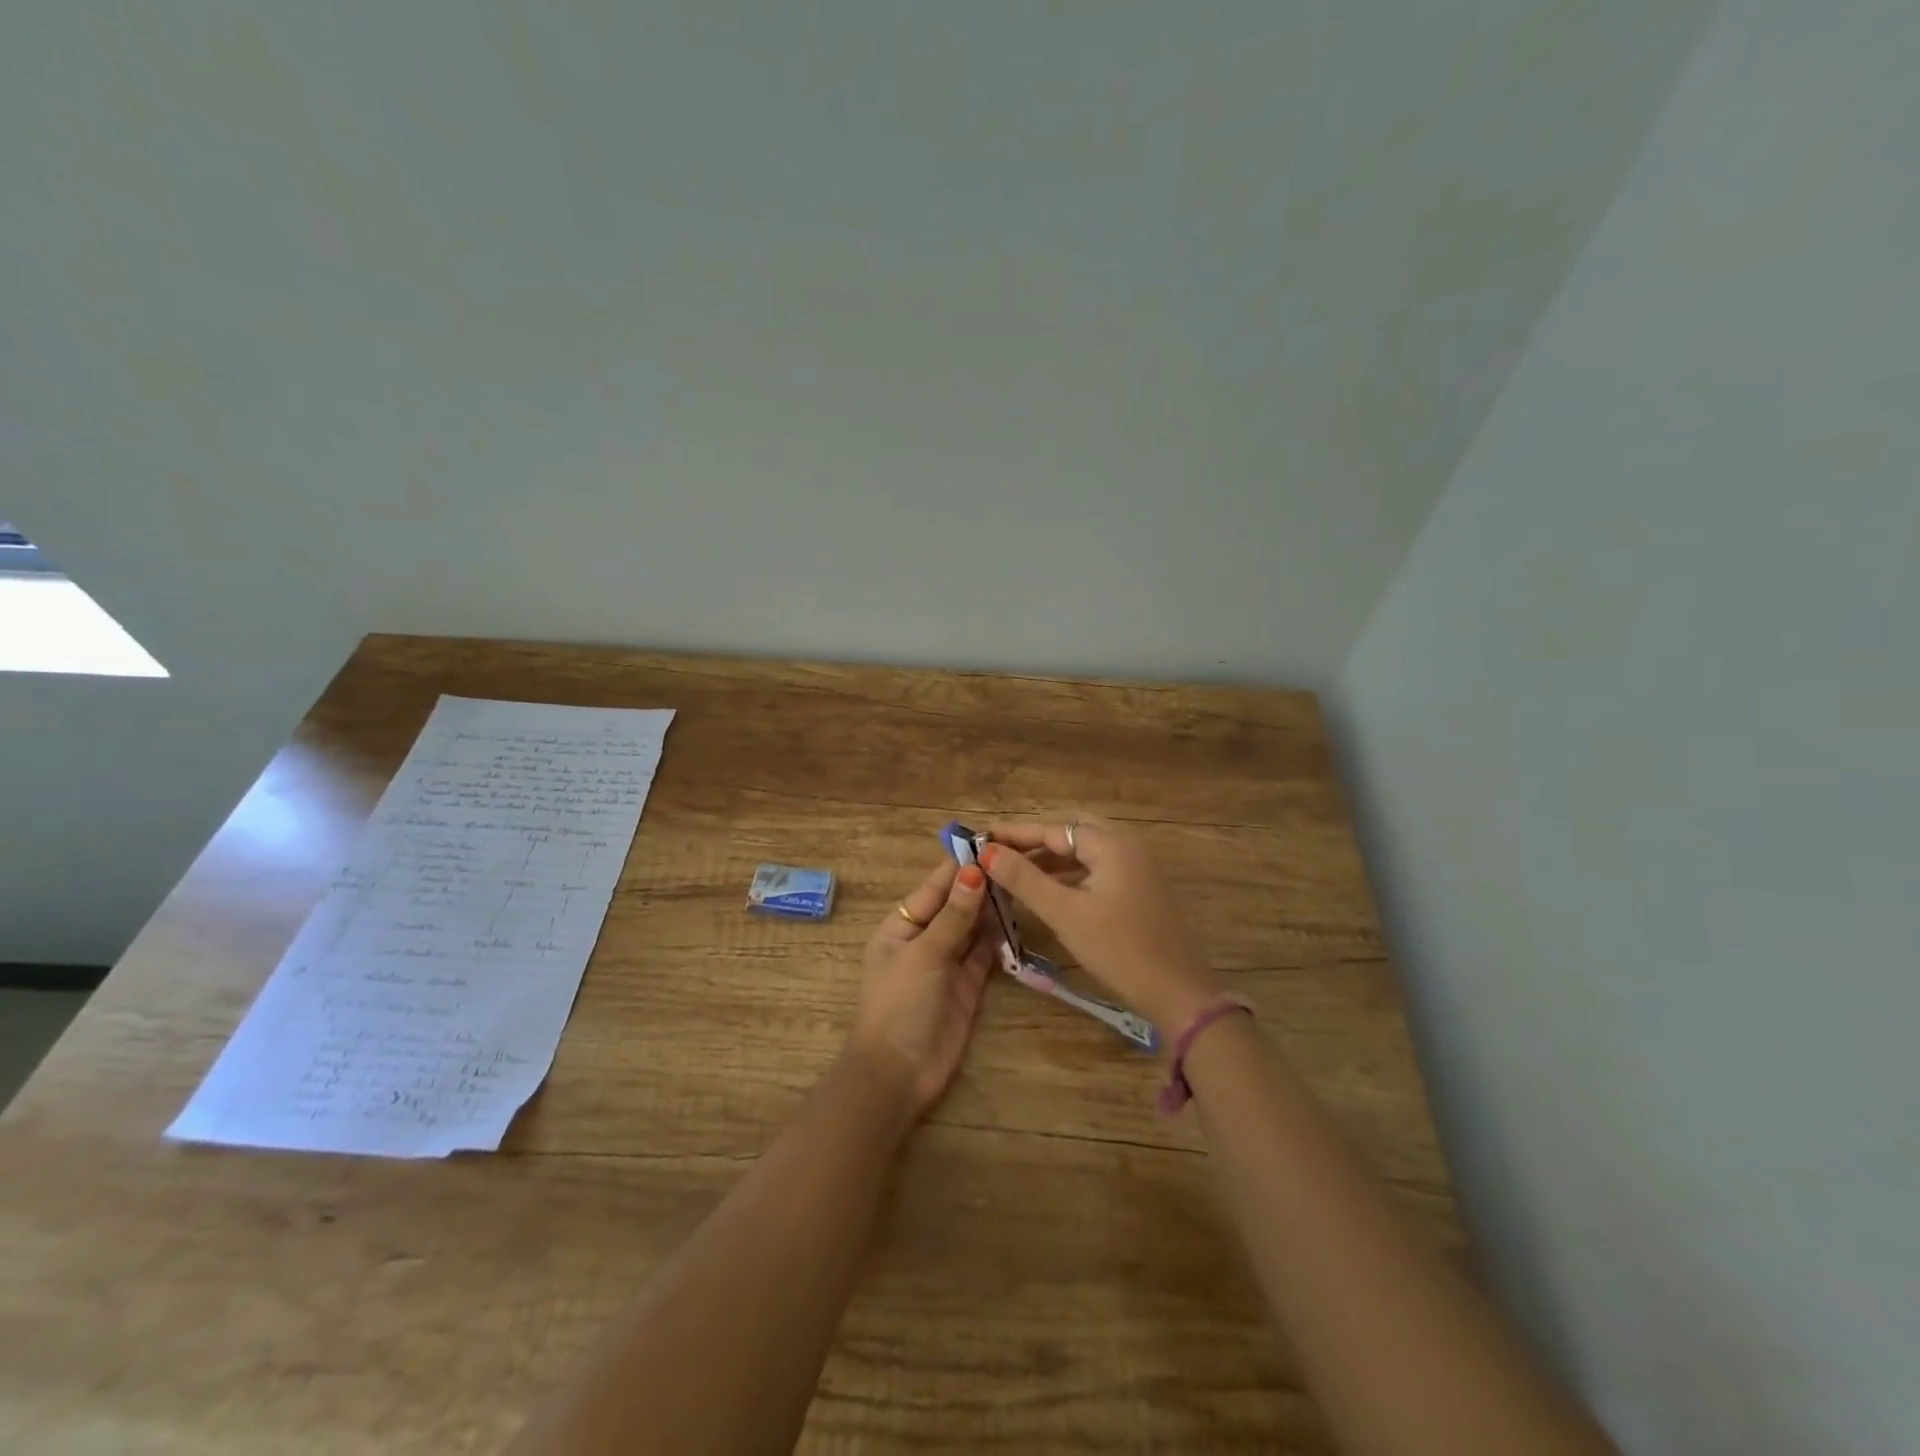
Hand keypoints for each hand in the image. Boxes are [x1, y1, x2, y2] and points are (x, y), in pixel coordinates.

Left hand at [846, 858, 994, 1117]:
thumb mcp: (925, 953)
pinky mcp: (969, 983)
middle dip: (983, 884)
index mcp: (902, 924)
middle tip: (1020, 859)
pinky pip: (986, 951)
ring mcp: (948, 961)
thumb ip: (953, 914)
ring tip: (1025, 881)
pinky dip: (1000, 936)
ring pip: (974, 925)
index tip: (992, 841)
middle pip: (957, 903)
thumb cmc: (900, 1004)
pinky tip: (1019, 917)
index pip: (936, 886)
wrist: (899, 1073)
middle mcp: (925, 937)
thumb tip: (974, 870)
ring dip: (994, 907)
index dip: (961, 864)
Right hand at [979, 817, 1224, 1039]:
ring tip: (1014, 872)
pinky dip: (1069, 875)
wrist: (1177, 992)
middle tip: (999, 853)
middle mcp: (1127, 846)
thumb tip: (987, 852)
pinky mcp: (1139, 889)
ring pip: (1085, 853)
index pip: (1054, 829)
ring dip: (1051, 859)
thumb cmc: (1118, 948)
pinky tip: (1048, 892)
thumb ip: (1024, 879)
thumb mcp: (1065, 913)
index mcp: (1111, 844)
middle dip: (1034, 841)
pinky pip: (1097, 869)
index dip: (1015, 834)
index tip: (981, 837)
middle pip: (1071, 833)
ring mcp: (1137, 868)